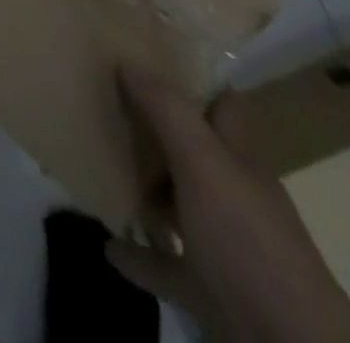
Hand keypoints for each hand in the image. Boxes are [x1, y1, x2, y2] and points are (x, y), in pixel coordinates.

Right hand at [108, 67, 349, 342]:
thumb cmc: (247, 239)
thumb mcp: (204, 163)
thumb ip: (167, 111)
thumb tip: (126, 61)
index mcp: (237, 156)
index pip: (221, 104)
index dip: (193, 80)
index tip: (149, 58)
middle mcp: (232, 193)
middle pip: (193, 150)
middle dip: (157, 131)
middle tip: (110, 106)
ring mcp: (221, 245)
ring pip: (178, 205)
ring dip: (145, 191)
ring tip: (102, 167)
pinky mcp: (207, 290)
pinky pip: (164, 265)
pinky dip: (137, 255)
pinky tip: (108, 245)